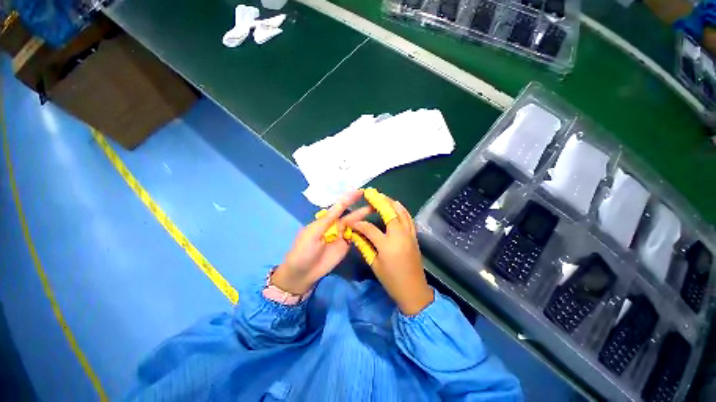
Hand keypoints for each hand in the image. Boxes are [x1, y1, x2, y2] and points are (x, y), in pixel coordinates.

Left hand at [272, 190, 372, 294]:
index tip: (361, 191)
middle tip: (375, 200)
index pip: (340, 206)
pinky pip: (356, 236)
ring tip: (377, 210)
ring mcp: (342, 236)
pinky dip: (364, 231)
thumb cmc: (304, 250)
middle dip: (362, 208)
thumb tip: (341, 202)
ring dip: (365, 218)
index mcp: (327, 220)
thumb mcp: (313, 232)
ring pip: (355, 225)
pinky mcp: (346, 245)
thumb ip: (328, 218)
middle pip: (351, 215)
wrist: (303, 273)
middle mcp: (336, 225)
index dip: (350, 198)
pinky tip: (373, 227)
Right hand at [349, 195, 433, 314]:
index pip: (369, 228)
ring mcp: (409, 234)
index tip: (350, 220)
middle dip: (379, 201)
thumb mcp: (374, 265)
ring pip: (402, 212)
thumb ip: (364, 246)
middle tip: (371, 193)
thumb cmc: (392, 280)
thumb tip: (354, 234)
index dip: (358, 223)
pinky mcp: (414, 236)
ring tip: (382, 197)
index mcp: (387, 245)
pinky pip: (409, 218)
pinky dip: (402, 209)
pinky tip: (396, 206)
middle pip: (390, 212)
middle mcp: (399, 235)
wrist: (414, 291)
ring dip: (391, 202)